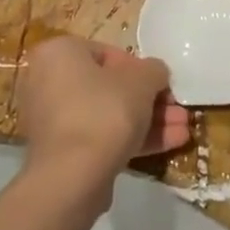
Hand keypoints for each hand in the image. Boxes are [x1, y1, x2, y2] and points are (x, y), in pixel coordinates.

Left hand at [16, 35, 188, 203]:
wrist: (72, 176)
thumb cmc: (104, 111)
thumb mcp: (142, 81)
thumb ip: (154, 70)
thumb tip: (156, 74)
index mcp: (58, 53)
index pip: (107, 53)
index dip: (142, 70)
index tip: (163, 86)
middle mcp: (46, 81)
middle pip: (109, 87)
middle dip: (149, 101)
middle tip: (177, 112)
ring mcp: (51, 119)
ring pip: (107, 114)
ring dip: (146, 121)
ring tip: (182, 131)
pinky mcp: (60, 151)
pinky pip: (98, 137)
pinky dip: (130, 139)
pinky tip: (168, 146)